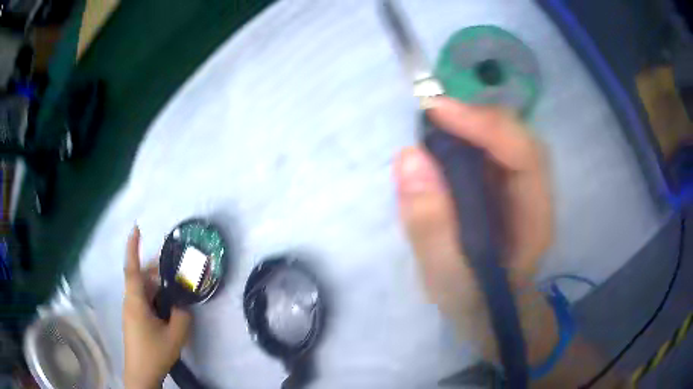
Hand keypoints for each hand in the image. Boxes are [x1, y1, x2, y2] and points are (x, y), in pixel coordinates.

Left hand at [123, 227, 191, 388]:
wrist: (141, 373)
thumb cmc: (154, 353)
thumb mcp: (175, 336)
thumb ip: (182, 316)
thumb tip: (183, 304)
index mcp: (136, 301)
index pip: (131, 268)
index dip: (132, 247)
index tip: (136, 228)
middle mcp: (131, 302)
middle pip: (140, 277)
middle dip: (156, 270)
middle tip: (175, 269)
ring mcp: (132, 311)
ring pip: (143, 290)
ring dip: (158, 286)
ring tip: (176, 290)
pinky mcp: (135, 319)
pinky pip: (144, 300)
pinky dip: (156, 298)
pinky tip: (169, 307)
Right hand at [393, 97, 552, 350]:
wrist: (491, 316)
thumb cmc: (476, 306)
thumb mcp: (448, 280)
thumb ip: (431, 227)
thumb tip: (409, 158)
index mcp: (535, 219)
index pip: (524, 154)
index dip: (484, 125)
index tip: (435, 111)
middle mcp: (535, 194)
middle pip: (517, 137)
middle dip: (473, 119)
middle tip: (427, 115)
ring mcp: (521, 187)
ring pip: (503, 138)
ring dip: (467, 126)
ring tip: (428, 126)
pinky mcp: (503, 188)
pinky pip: (488, 151)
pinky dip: (462, 140)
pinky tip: (439, 146)